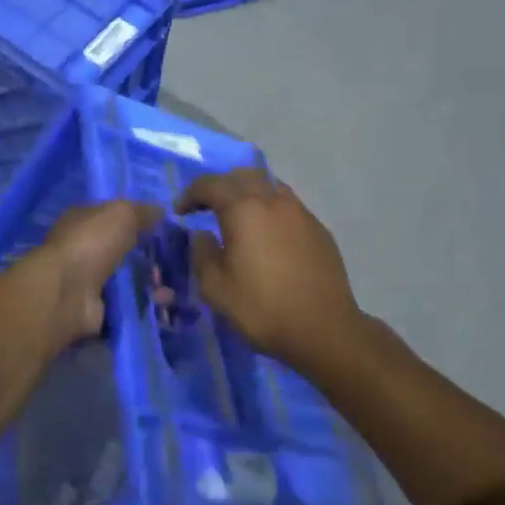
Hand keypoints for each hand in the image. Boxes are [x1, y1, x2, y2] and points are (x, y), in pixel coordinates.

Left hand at [22, 201, 163, 354]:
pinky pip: (128, 305)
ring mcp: (89, 282)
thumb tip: (161, 212)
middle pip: (123, 252)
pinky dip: (146, 306)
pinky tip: (164, 304)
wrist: (68, 293)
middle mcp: (84, 250)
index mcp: (83, 221)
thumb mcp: (121, 214)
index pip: (112, 218)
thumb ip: (142, 211)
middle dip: (149, 258)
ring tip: (170, 290)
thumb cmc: (91, 243)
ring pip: (129, 281)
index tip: (165, 229)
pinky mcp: (98, 309)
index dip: (137, 221)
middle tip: (174, 262)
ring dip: (152, 285)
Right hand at [177, 170, 364, 366]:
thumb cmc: (263, 308)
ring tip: (241, 217)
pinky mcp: (319, 229)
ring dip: (250, 193)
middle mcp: (273, 201)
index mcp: (244, 210)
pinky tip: (270, 236)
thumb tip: (202, 235)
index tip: (181, 212)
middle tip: (208, 207)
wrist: (323, 328)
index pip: (211, 184)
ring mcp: (301, 213)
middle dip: (221, 186)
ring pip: (270, 186)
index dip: (191, 193)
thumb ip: (202, 254)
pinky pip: (289, 206)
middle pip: (243, 176)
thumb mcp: (216, 288)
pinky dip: (272, 210)